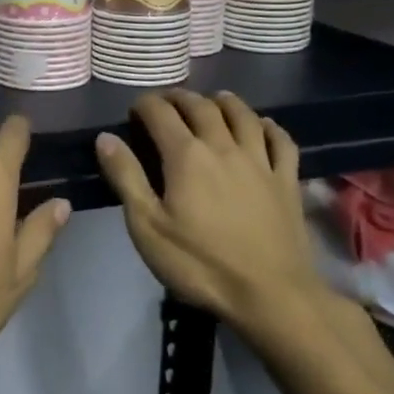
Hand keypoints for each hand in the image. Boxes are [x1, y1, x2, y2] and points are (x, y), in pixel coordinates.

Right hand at [94, 90, 324, 342]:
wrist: (271, 295)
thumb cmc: (199, 264)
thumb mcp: (147, 226)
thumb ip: (126, 178)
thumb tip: (106, 138)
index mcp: (186, 156)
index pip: (161, 113)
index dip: (144, 105)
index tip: (134, 109)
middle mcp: (224, 147)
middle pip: (202, 107)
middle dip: (180, 98)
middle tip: (167, 101)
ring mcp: (261, 162)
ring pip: (244, 115)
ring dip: (224, 102)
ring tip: (213, 99)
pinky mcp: (287, 181)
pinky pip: (281, 141)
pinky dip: (270, 126)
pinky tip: (263, 126)